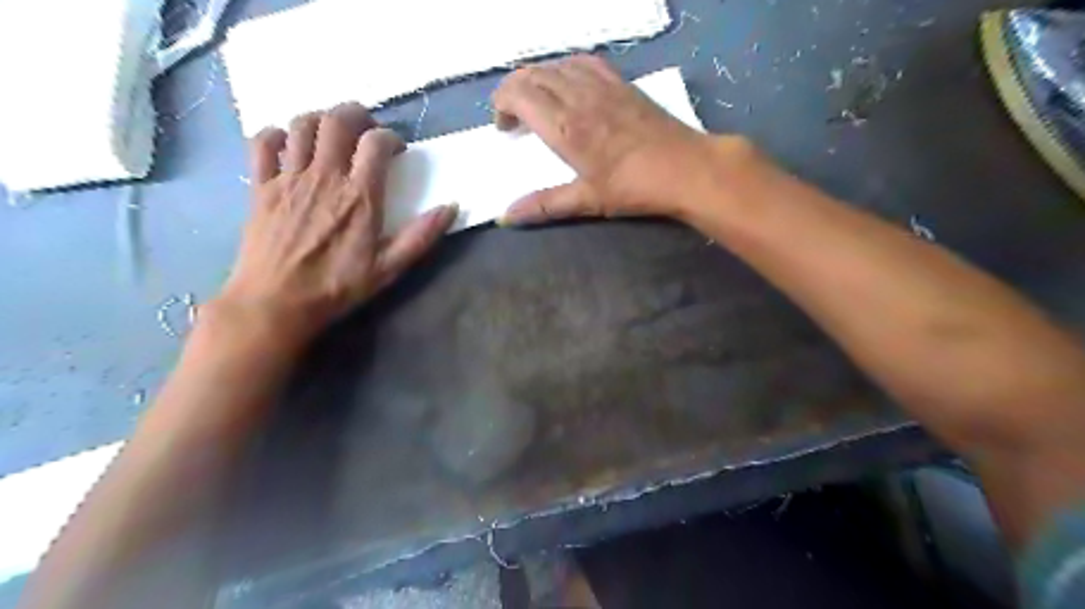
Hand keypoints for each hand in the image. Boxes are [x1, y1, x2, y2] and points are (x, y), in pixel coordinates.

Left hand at [216, 103, 454, 347]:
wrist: (276, 303)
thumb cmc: (337, 287)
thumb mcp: (389, 268)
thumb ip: (420, 236)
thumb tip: (451, 208)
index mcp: (359, 196)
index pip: (375, 143)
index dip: (390, 137)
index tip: (396, 149)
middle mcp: (324, 177)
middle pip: (337, 121)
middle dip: (355, 114)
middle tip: (366, 127)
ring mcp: (288, 178)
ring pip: (301, 125)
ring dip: (320, 119)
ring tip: (331, 132)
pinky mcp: (261, 187)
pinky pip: (263, 143)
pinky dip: (276, 134)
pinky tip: (288, 144)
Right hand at [495, 54, 732, 223]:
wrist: (685, 168)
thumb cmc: (634, 188)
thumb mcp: (586, 200)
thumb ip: (544, 206)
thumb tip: (505, 218)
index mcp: (565, 127)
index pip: (518, 94)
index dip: (501, 103)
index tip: (503, 126)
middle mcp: (578, 96)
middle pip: (532, 75)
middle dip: (513, 90)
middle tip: (513, 116)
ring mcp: (602, 85)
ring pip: (556, 65)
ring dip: (537, 78)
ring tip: (536, 101)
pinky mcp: (621, 82)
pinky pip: (583, 62)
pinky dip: (565, 69)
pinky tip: (568, 85)